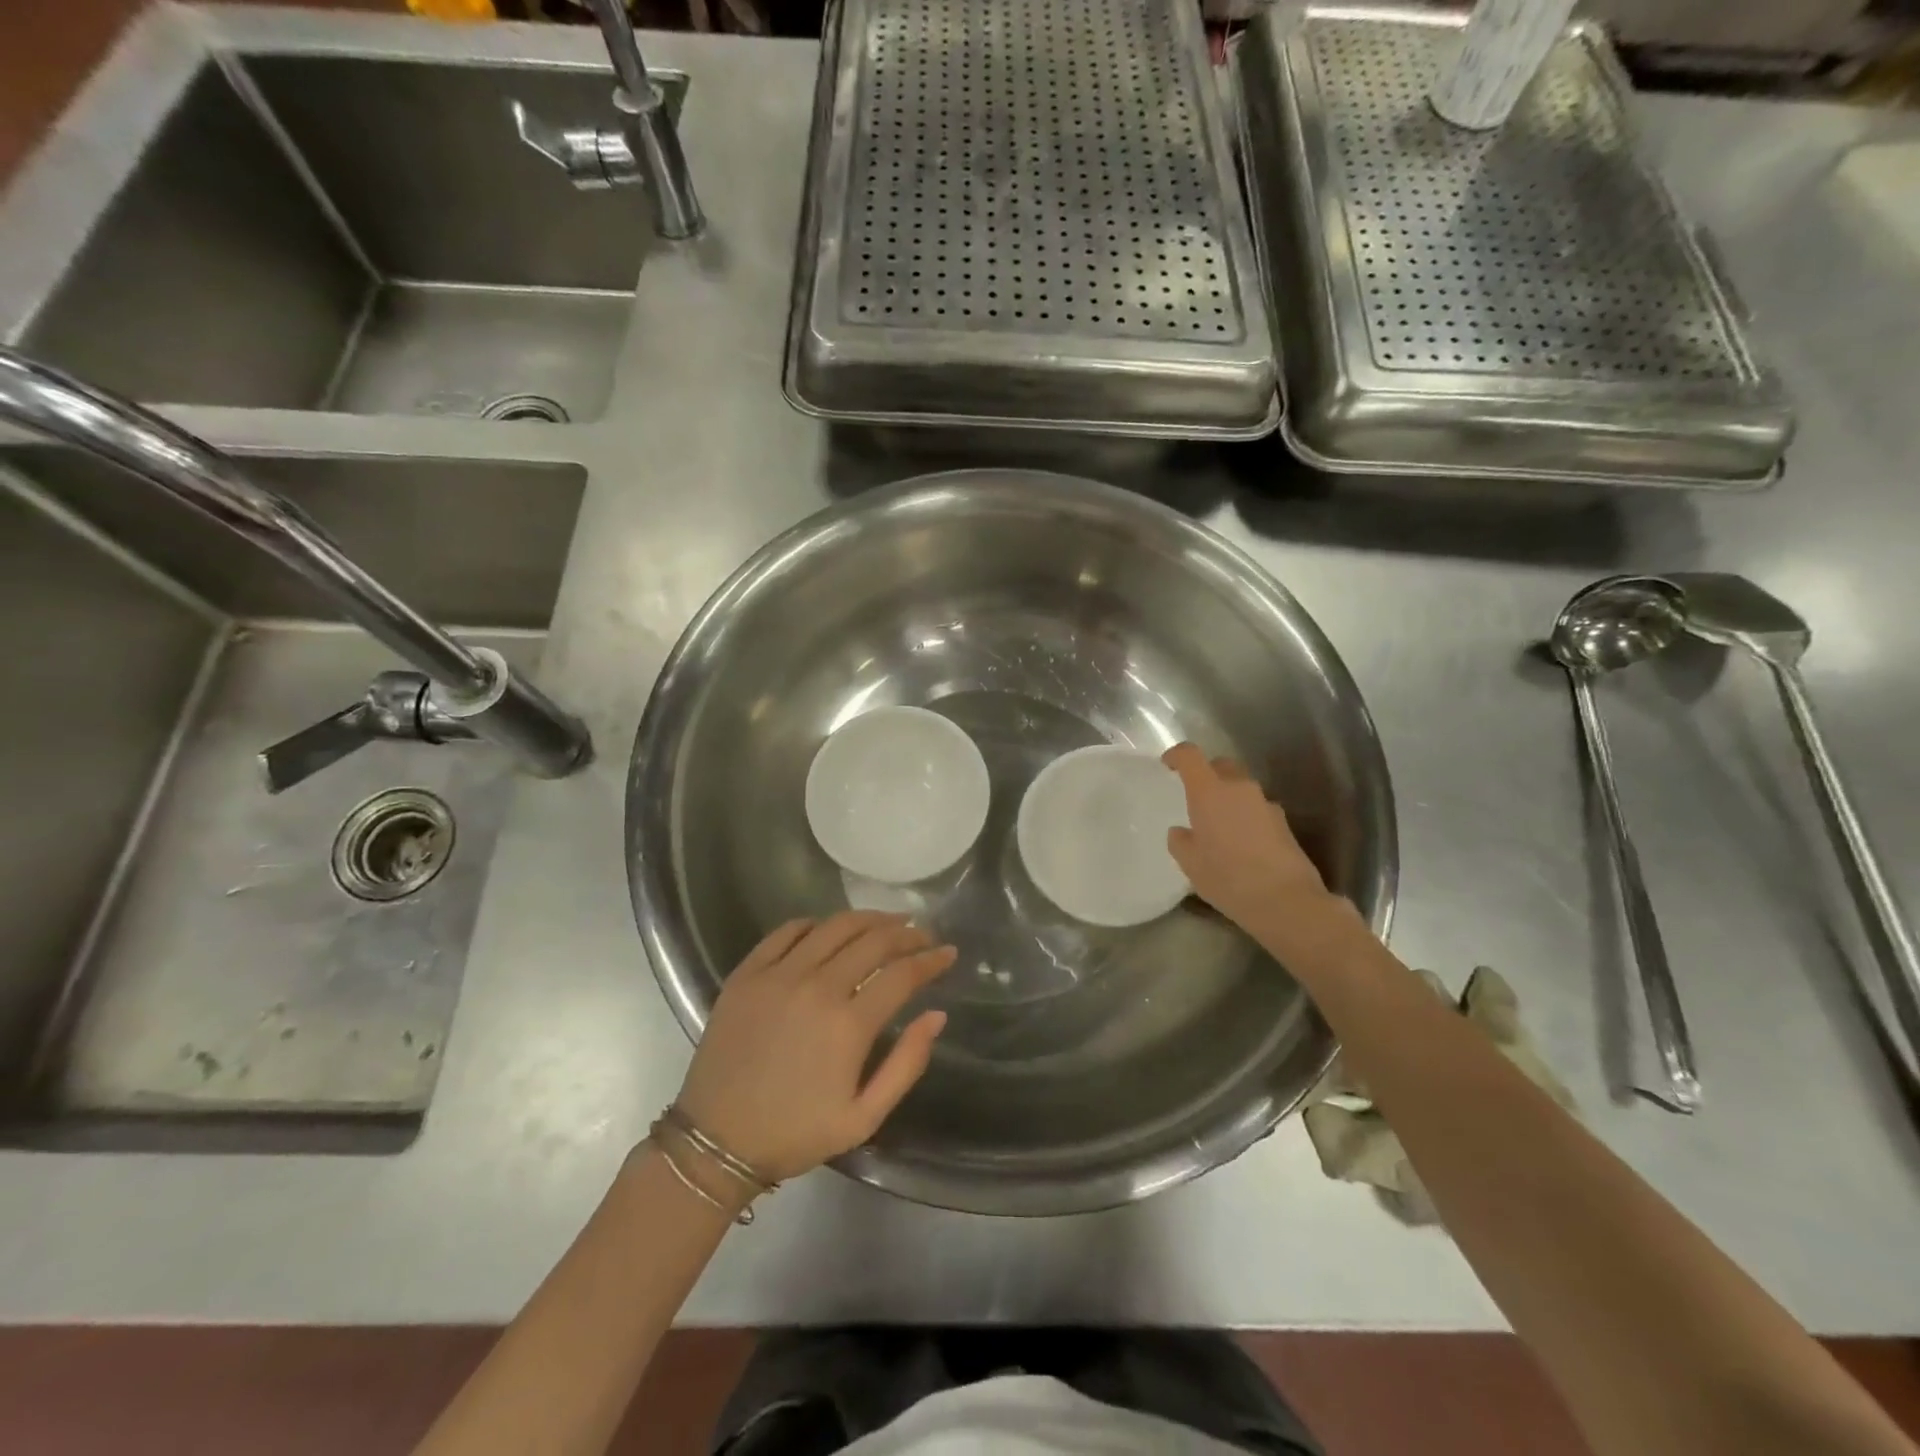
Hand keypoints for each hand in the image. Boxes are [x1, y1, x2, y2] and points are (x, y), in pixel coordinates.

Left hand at [672, 911, 955, 1183]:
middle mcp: (817, 987)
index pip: (902, 974)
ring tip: (886, 922)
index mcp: (849, 1025)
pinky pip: (787, 931)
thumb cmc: (795, 1133)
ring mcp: (778, 975)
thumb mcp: (863, 1117)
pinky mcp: (747, 973)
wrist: (716, 1142)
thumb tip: (936, 1015)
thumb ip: (906, 1064)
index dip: (931, 959)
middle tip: (922, 934)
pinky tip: (828, 929)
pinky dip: (815, 924)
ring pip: (834, 926)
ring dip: (867, 919)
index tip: (948, 952)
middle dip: (906, 933)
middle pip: (873, 941)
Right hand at [1162, 742, 1331, 935]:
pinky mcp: (1284, 823)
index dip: (1176, 755)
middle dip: (1206, 774)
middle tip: (1195, 796)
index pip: (1190, 756)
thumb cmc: (1228, 878)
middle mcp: (1240, 789)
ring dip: (1228, 798)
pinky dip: (1245, 817)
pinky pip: (1256, 809)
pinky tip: (1241, 844)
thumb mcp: (1190, 863)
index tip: (1168, 764)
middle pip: (1221, 766)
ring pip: (1241, 789)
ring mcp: (1266, 804)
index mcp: (1210, 792)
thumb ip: (1181, 841)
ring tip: (1219, 826)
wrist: (1286, 901)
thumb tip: (1182, 832)